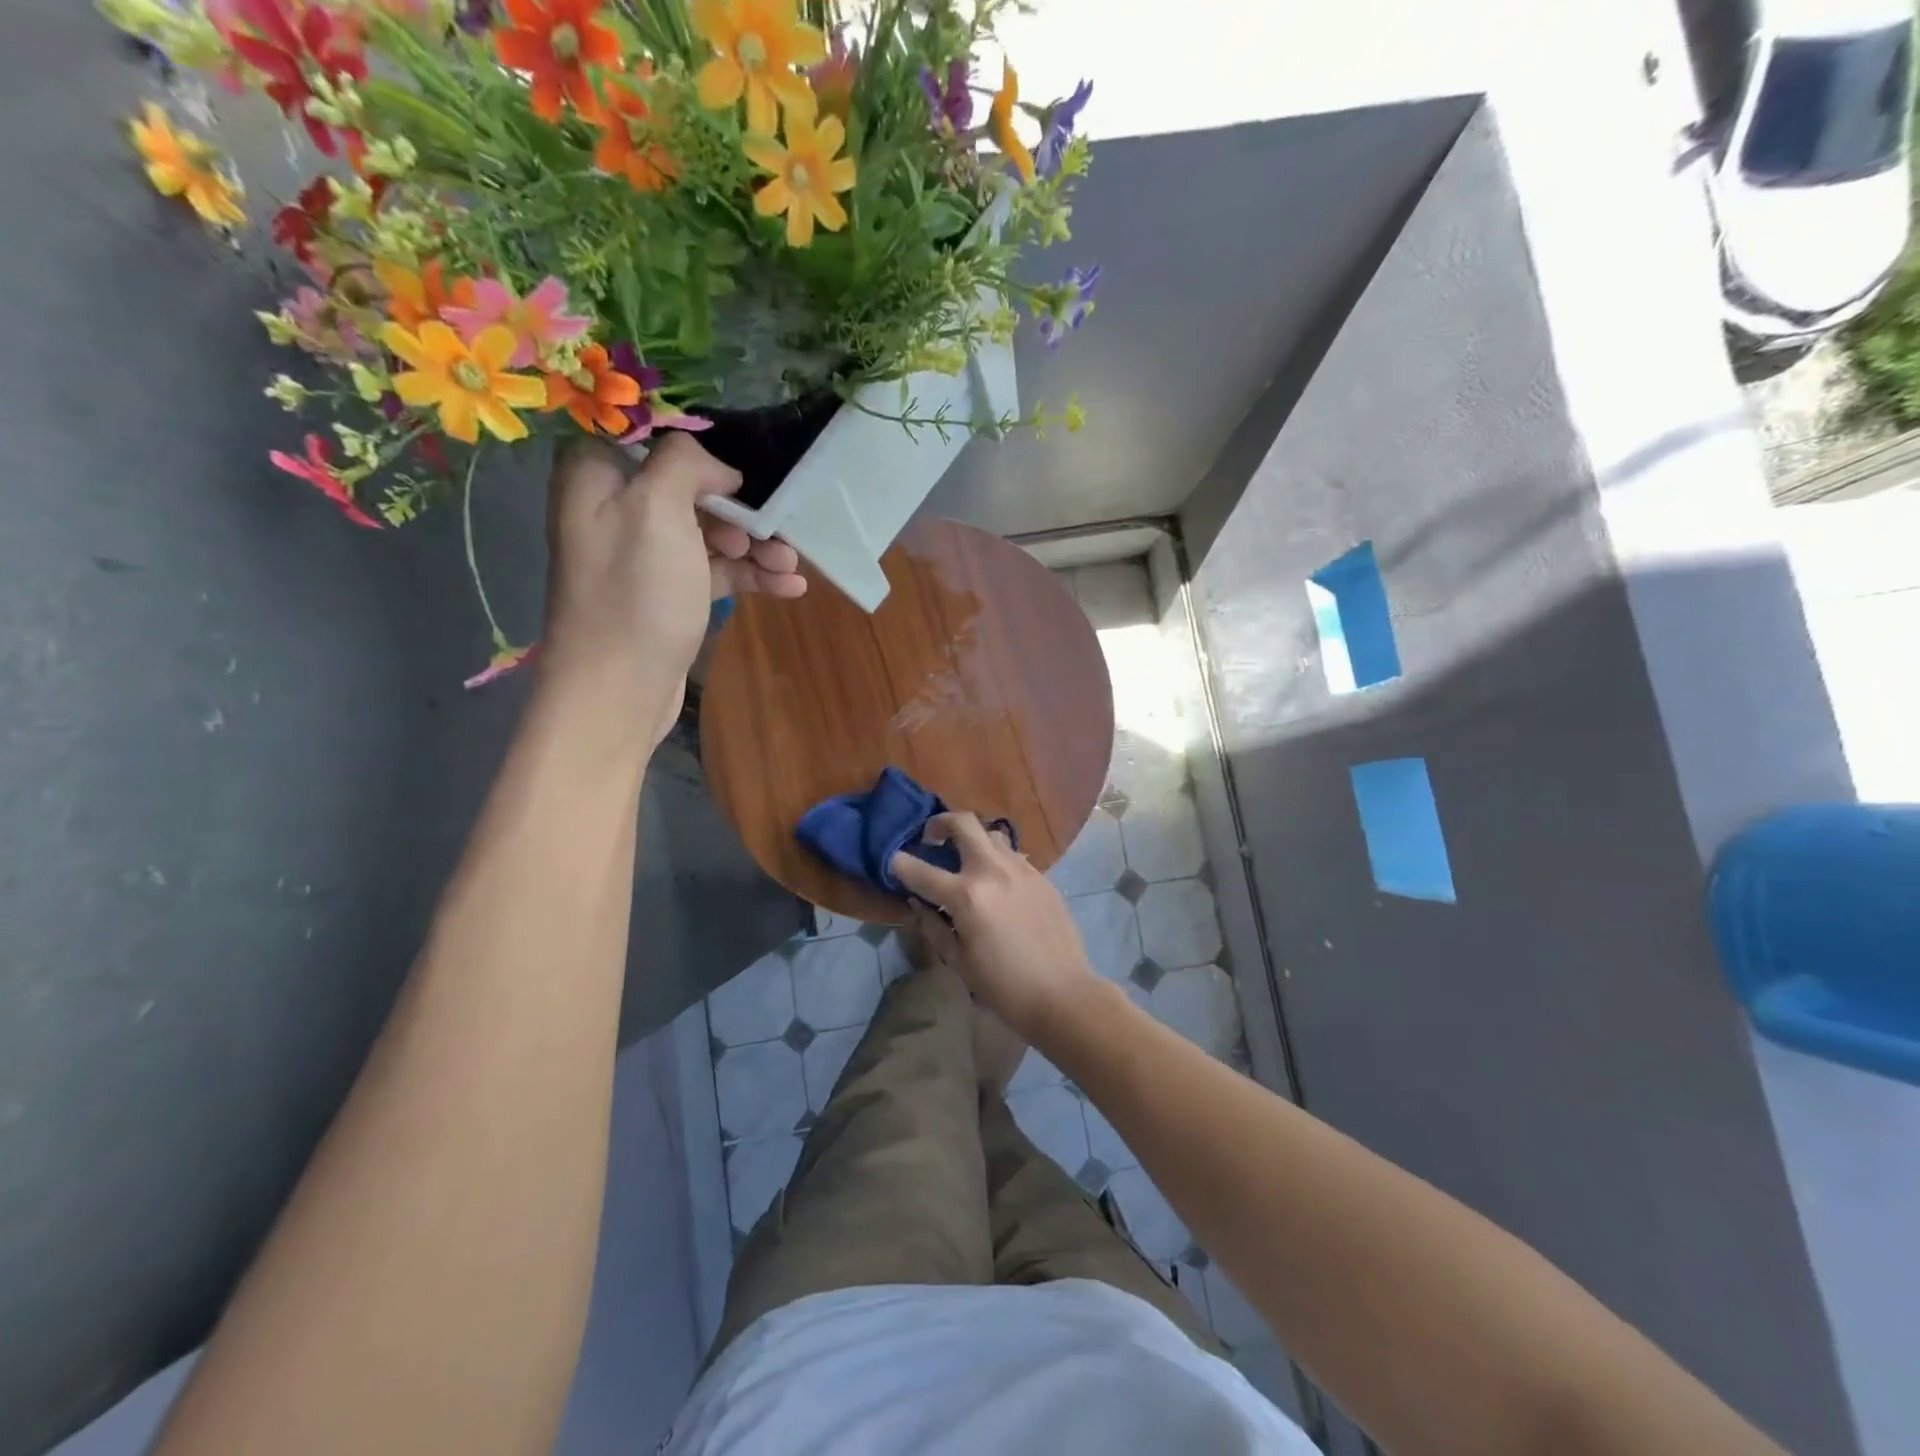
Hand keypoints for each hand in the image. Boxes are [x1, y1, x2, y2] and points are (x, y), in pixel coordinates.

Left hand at [540, 435, 805, 744]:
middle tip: (770, 528)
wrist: (619, 691)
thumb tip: (718, 466)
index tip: (741, 464)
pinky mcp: (670, 595)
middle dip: (741, 507)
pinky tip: (790, 587)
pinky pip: (716, 572)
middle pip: (691, 489)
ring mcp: (646, 557)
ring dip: (756, 546)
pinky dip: (751, 576)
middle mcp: (617, 511)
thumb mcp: (657, 509)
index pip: (649, 435)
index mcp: (598, 477)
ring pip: (710, 533)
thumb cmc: (636, 594)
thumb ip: (685, 464)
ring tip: (792, 564)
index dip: (699, 445)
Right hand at [891, 813, 1103, 1043]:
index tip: (892, 861)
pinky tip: (995, 881)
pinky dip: (995, 858)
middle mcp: (993, 870)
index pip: (920, 870)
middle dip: (940, 823)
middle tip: (931, 837)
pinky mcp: (1042, 877)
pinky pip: (1012, 855)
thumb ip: (933, 926)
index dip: (899, 864)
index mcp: (967, 895)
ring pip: (991, 834)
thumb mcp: (958, 961)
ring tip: (965, 858)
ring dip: (972, 838)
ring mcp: (1021, 869)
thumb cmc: (1004, 986)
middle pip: (963, 823)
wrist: (1062, 993)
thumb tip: (918, 901)